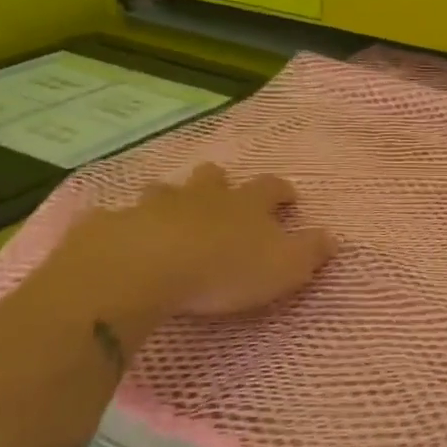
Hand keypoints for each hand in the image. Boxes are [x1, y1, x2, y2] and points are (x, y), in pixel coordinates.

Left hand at [36, 164, 336, 348]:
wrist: (144, 269)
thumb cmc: (225, 269)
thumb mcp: (285, 267)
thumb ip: (311, 251)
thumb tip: (333, 237)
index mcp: (246, 204)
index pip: (271, 187)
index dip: (281, 191)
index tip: (288, 198)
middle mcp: (202, 196)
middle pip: (214, 177)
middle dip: (220, 183)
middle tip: (223, 196)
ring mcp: (154, 206)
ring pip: (164, 191)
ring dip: (171, 199)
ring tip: (172, 215)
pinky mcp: (113, 224)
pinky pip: (118, 218)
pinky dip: (124, 225)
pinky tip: (122, 239)